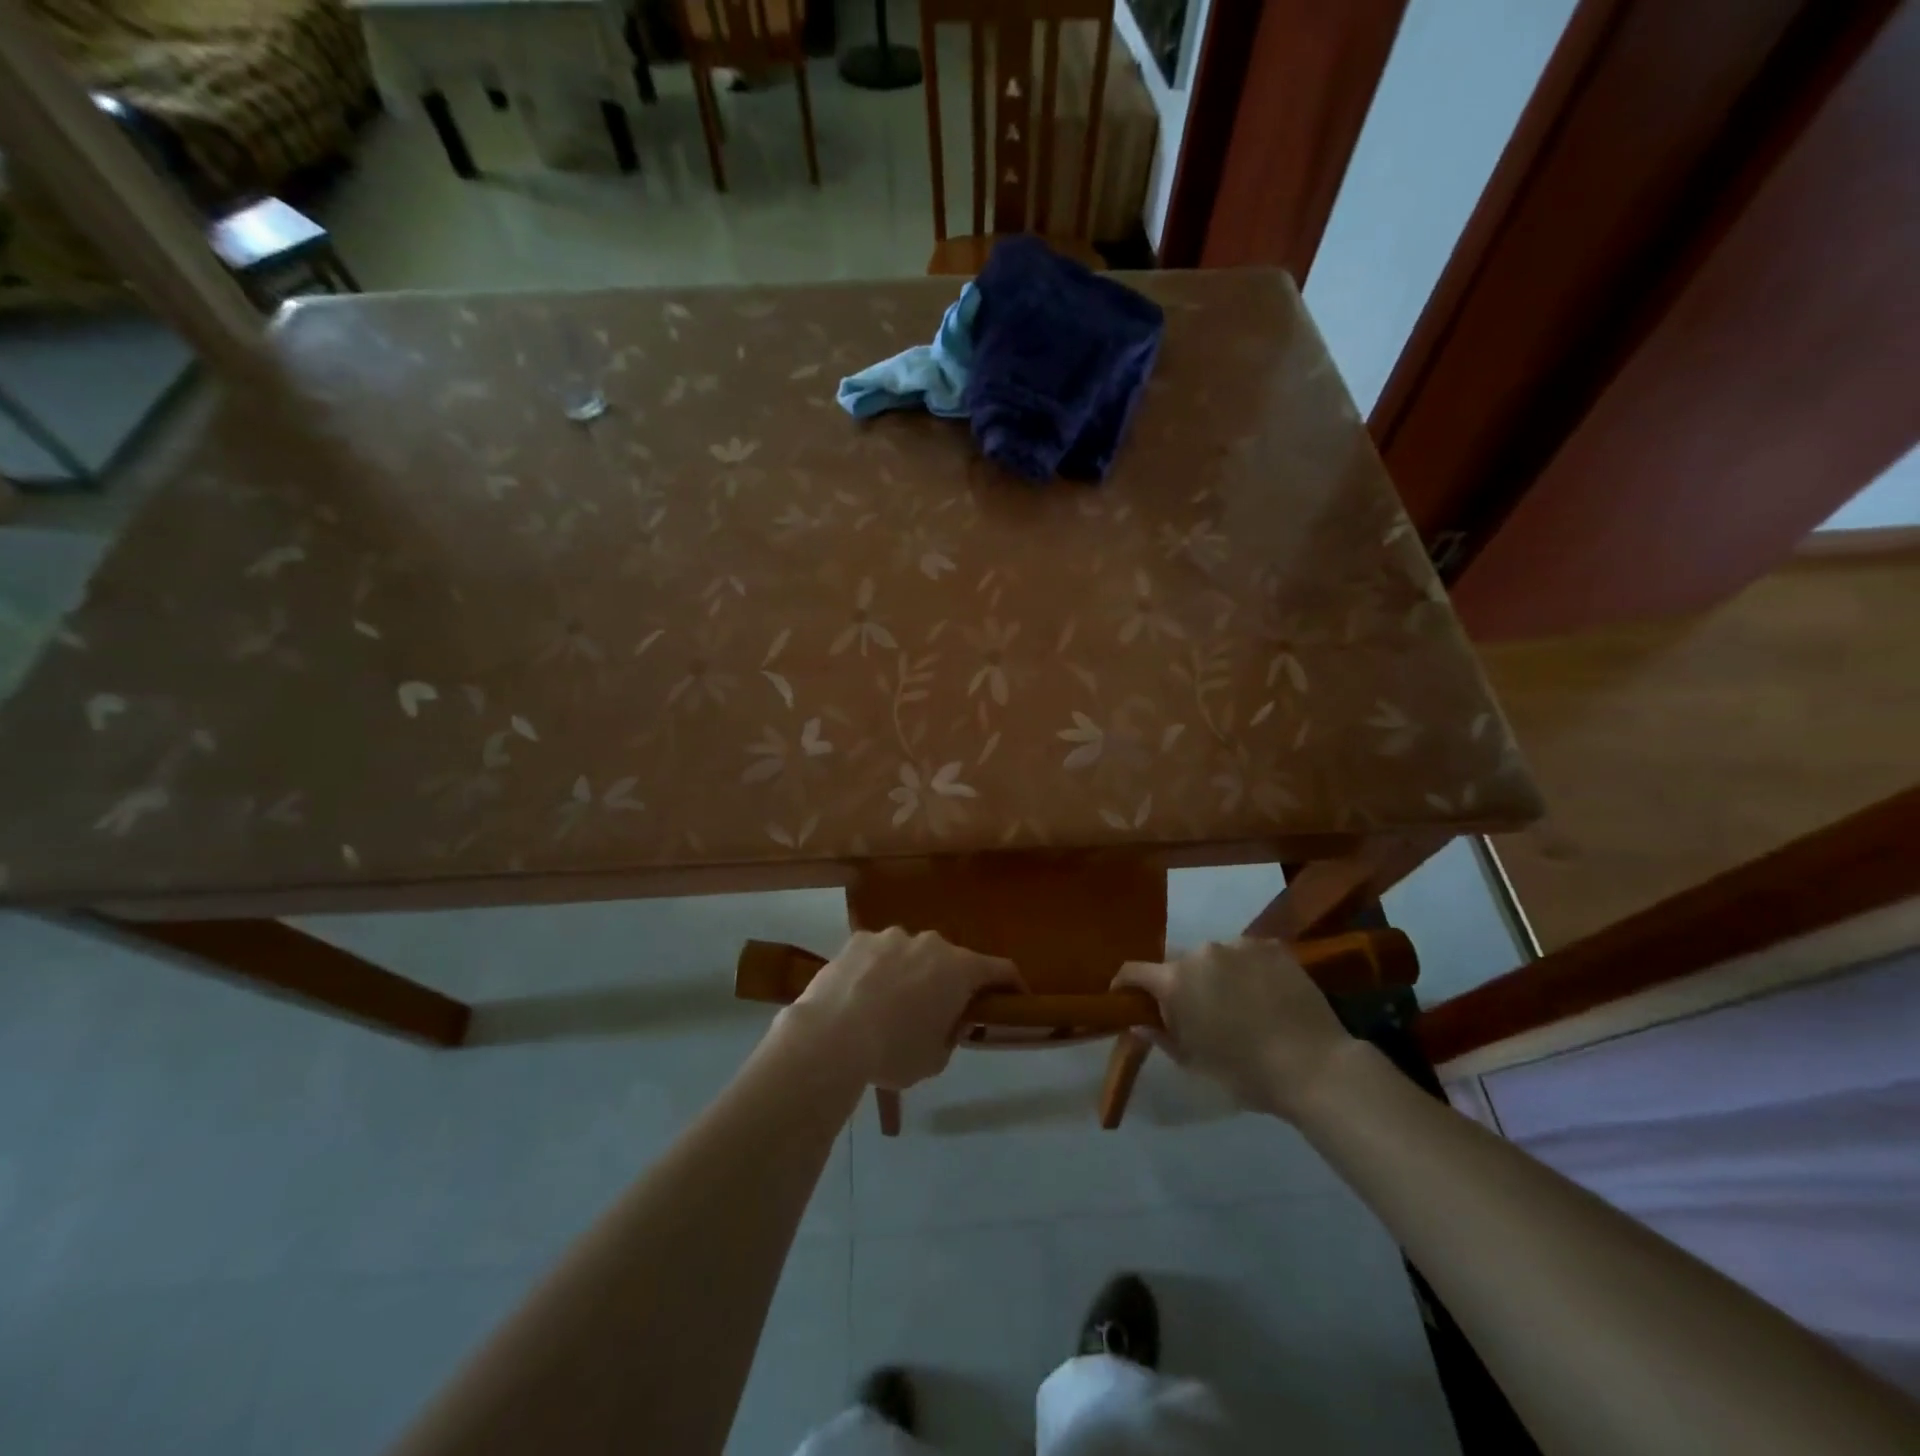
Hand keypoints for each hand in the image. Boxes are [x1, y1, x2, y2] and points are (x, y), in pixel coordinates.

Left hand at [791, 928, 1020, 1089]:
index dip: (1012, 984)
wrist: (830, 1036)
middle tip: (938, 1012)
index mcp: (959, 969)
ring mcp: (891, 937)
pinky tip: (860, 996)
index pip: (1001, 969)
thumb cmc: (893, 1052)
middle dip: (950, 982)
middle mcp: (930, 943)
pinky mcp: (858, 939)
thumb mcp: (935, 1058)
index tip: (1015, 998)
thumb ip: (951, 1034)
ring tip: (889, 1005)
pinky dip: (877, 970)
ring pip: (911, 953)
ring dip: (911, 973)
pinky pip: (878, 954)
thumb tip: (948, 1020)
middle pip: (951, 960)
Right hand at [1114, 938, 1354, 1120]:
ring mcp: (1239, 945)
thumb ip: (1161, 1036)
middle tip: (1197, 1011)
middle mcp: (1202, 952)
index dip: (1125, 984)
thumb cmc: (1245, 1072)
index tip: (1126, 997)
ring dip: (1217, 974)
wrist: (1314, 1066)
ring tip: (1239, 1002)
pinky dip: (1248, 969)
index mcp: (1176, 981)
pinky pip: (1248, 954)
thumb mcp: (1194, 1062)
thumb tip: (1139, 1021)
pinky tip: (1265, 994)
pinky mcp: (1271, 946)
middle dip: (1181, 984)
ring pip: (1215, 957)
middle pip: (1178, 964)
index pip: (1134, 971)